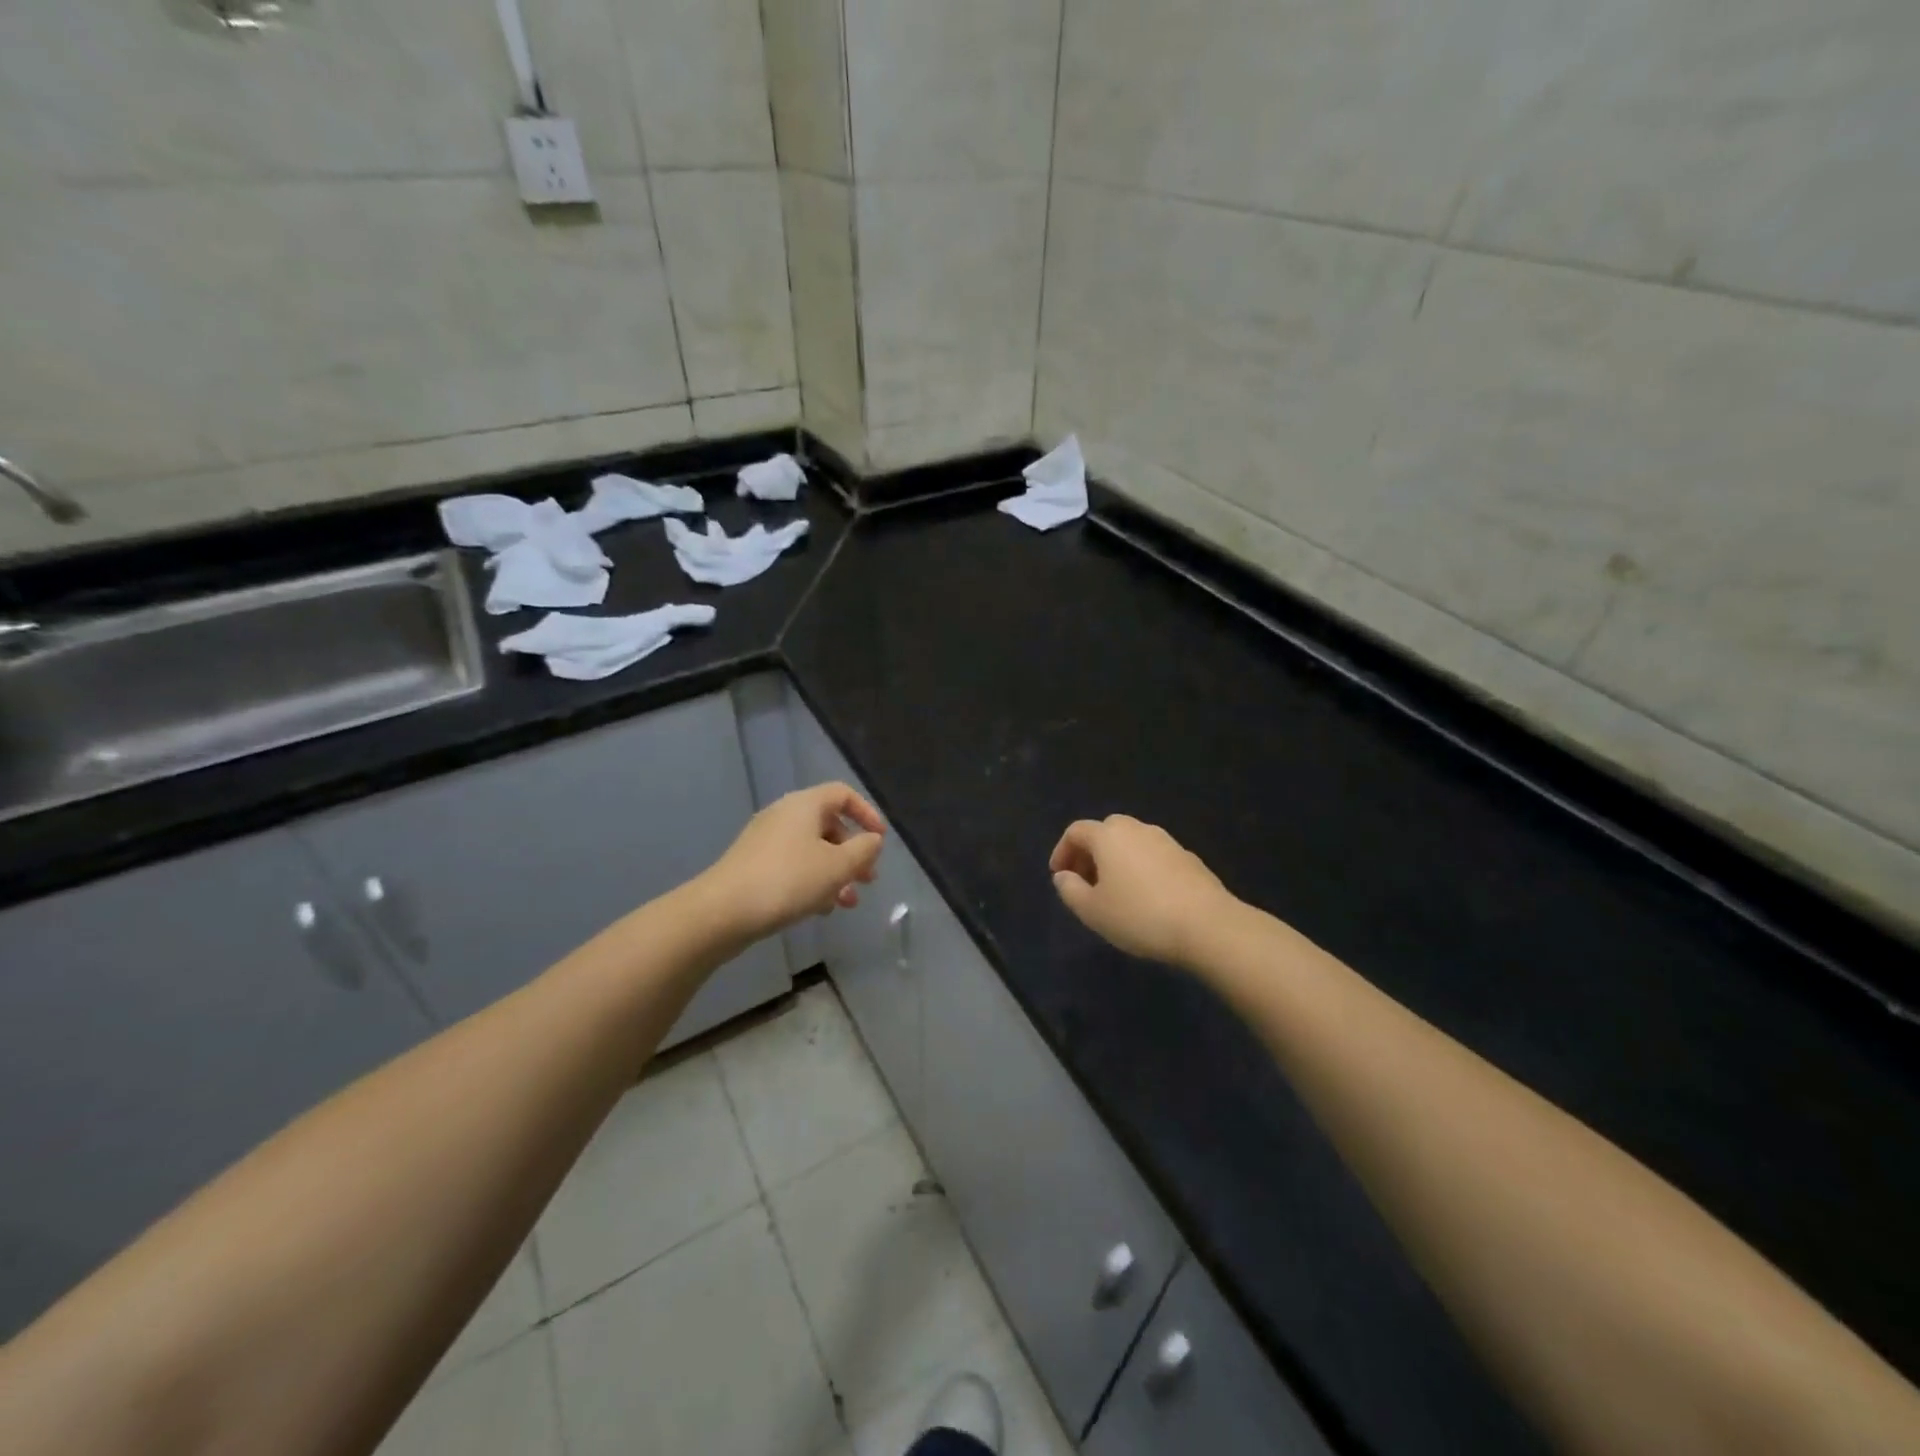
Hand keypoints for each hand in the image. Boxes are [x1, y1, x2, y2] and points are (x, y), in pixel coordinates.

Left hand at [703, 782, 885, 942]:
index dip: (867, 813)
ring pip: (812, 849)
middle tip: (868, 879)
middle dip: (853, 852)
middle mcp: (784, 815)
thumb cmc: (788, 880)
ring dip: (835, 873)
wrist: (722, 911)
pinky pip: (793, 865)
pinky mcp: (753, 866)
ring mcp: (765, 841)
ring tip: (847, 903)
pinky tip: (819, 909)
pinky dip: (812, 881)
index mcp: (804, 805)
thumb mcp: (837, 866)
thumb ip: (863, 850)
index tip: (880, 840)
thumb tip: (873, 840)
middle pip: (829, 824)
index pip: (842, 794)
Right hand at [1049, 815, 1235, 966]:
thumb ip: (1070, 890)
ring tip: (1114, 892)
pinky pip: (1152, 855)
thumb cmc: (1139, 915)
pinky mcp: (1188, 857)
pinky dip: (1140, 867)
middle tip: (1085, 882)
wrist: (1208, 925)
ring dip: (1116, 860)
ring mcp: (1166, 840)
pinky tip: (1145, 897)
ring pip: (1131, 842)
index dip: (1062, 851)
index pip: (1076, 831)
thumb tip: (1064, 875)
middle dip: (1089, 854)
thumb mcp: (1092, 911)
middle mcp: (1136, 828)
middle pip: (1105, 832)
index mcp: (1108, 835)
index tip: (1059, 876)